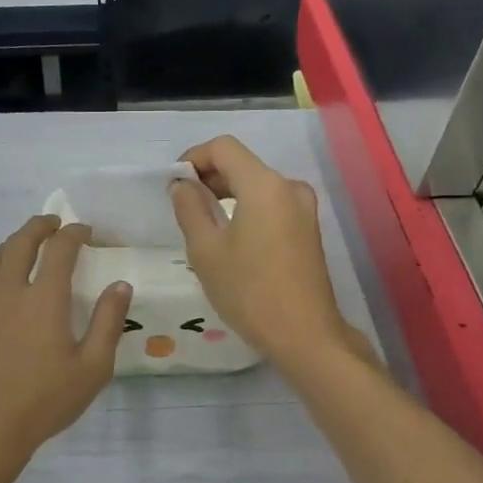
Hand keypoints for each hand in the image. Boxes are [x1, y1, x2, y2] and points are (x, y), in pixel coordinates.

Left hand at [0, 215, 132, 463]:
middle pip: (20, 243)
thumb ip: (108, 322)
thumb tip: (120, 285)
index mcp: (44, 298)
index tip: (86, 231)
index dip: (74, 234)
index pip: (59, 249)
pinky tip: (0, 280)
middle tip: (54, 224)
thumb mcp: (92, 367)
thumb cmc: (44, 400)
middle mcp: (9, 291)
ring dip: (13, 242)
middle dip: (39, 227)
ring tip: (26, 244)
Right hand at [170, 136, 358, 367]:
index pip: (223, 148)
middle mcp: (289, 187)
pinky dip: (247, 209)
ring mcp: (304, 208)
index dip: (193, 158)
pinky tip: (231, 238)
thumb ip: (190, 209)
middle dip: (209, 177)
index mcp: (264, 185)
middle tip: (182, 206)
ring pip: (257, 185)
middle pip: (242, 164)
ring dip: (227, 194)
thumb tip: (182, 185)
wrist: (305, 334)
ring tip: (203, 225)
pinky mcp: (309, 229)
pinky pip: (271, 205)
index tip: (173, 184)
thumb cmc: (249, 292)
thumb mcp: (206, 251)